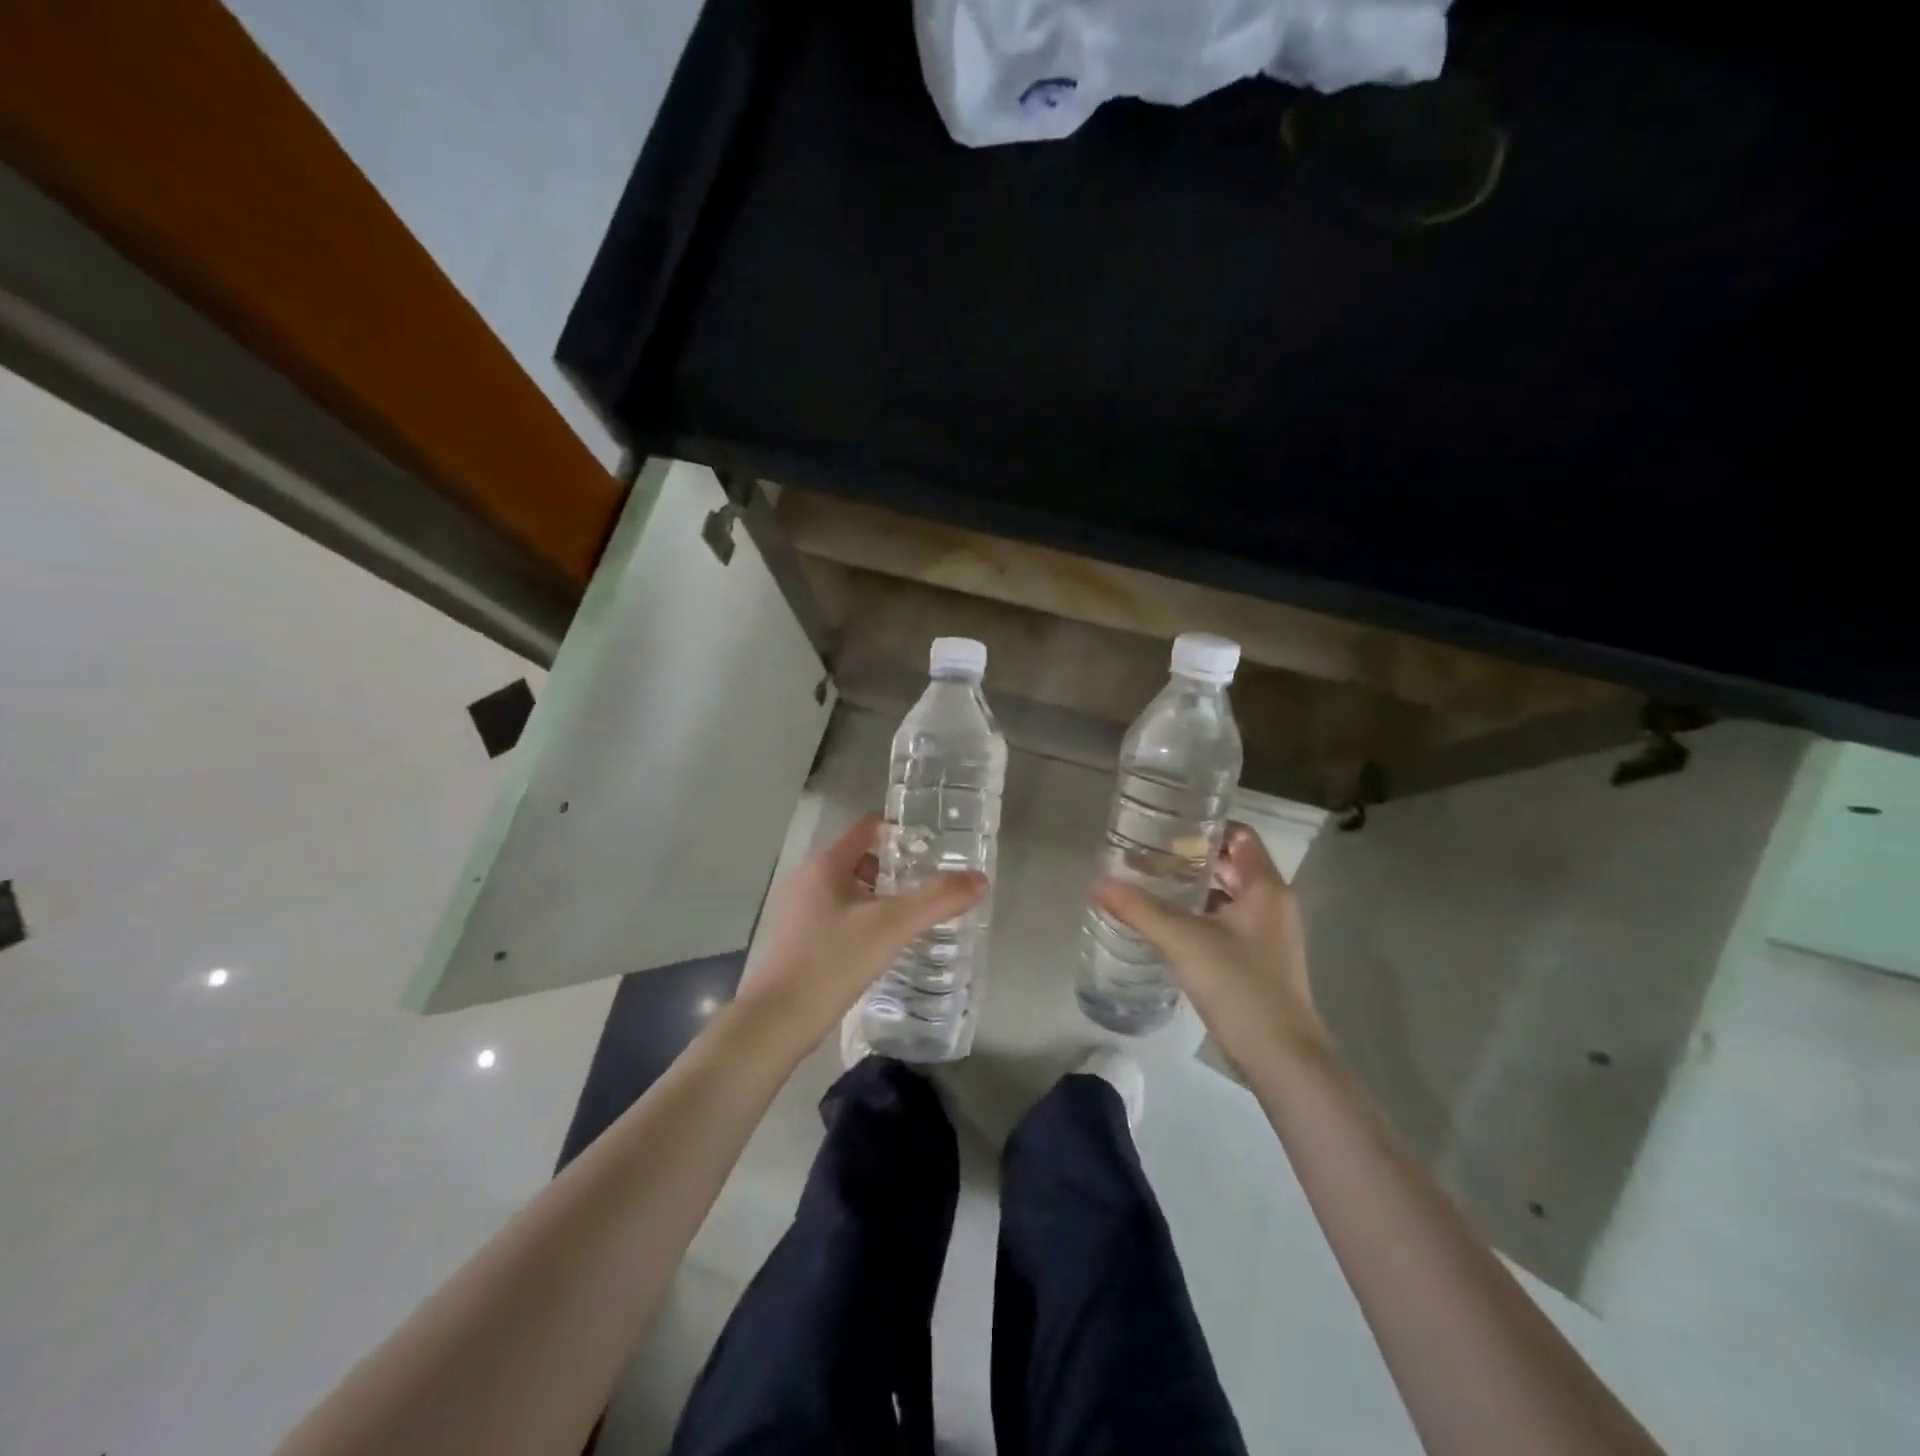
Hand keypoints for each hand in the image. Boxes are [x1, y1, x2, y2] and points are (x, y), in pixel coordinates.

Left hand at [735, 814, 987, 1056]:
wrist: (778, 1021)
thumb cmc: (833, 961)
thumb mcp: (892, 926)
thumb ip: (938, 900)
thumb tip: (981, 879)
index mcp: (826, 865)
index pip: (866, 828)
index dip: (900, 830)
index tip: (933, 846)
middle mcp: (808, 880)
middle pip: (859, 858)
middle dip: (895, 867)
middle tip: (931, 882)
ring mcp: (800, 912)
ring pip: (849, 889)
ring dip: (881, 895)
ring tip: (914, 913)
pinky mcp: (799, 941)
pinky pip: (839, 915)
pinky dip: (865, 919)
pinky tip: (885, 943)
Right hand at [1093, 821, 1325, 1075]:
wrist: (1282, 1059)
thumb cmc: (1240, 986)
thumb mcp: (1183, 941)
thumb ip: (1140, 909)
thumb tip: (1098, 883)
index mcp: (1266, 888)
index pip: (1240, 835)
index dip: (1205, 827)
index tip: (1167, 828)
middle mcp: (1273, 904)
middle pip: (1232, 864)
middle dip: (1191, 858)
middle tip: (1148, 856)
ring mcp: (1270, 935)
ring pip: (1229, 896)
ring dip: (1194, 889)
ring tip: (1151, 886)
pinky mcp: (1261, 961)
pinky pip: (1229, 923)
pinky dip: (1201, 916)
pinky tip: (1169, 926)